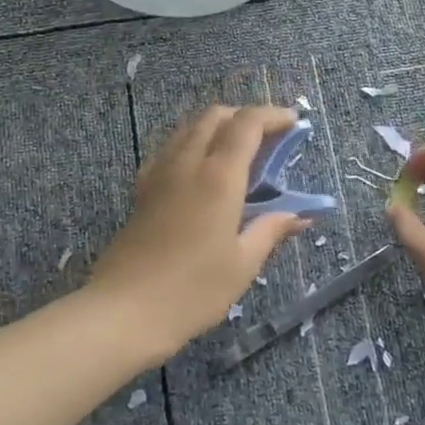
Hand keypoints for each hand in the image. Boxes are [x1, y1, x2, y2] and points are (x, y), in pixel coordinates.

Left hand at [90, 105, 309, 358]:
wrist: (125, 309)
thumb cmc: (193, 290)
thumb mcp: (243, 264)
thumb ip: (271, 230)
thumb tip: (299, 215)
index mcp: (219, 175)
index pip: (247, 124)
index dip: (273, 115)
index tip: (293, 122)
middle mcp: (188, 162)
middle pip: (215, 115)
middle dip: (245, 116)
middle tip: (268, 138)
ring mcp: (160, 172)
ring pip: (190, 127)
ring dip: (218, 126)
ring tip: (238, 151)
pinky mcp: (142, 188)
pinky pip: (170, 147)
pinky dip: (192, 142)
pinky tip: (200, 170)